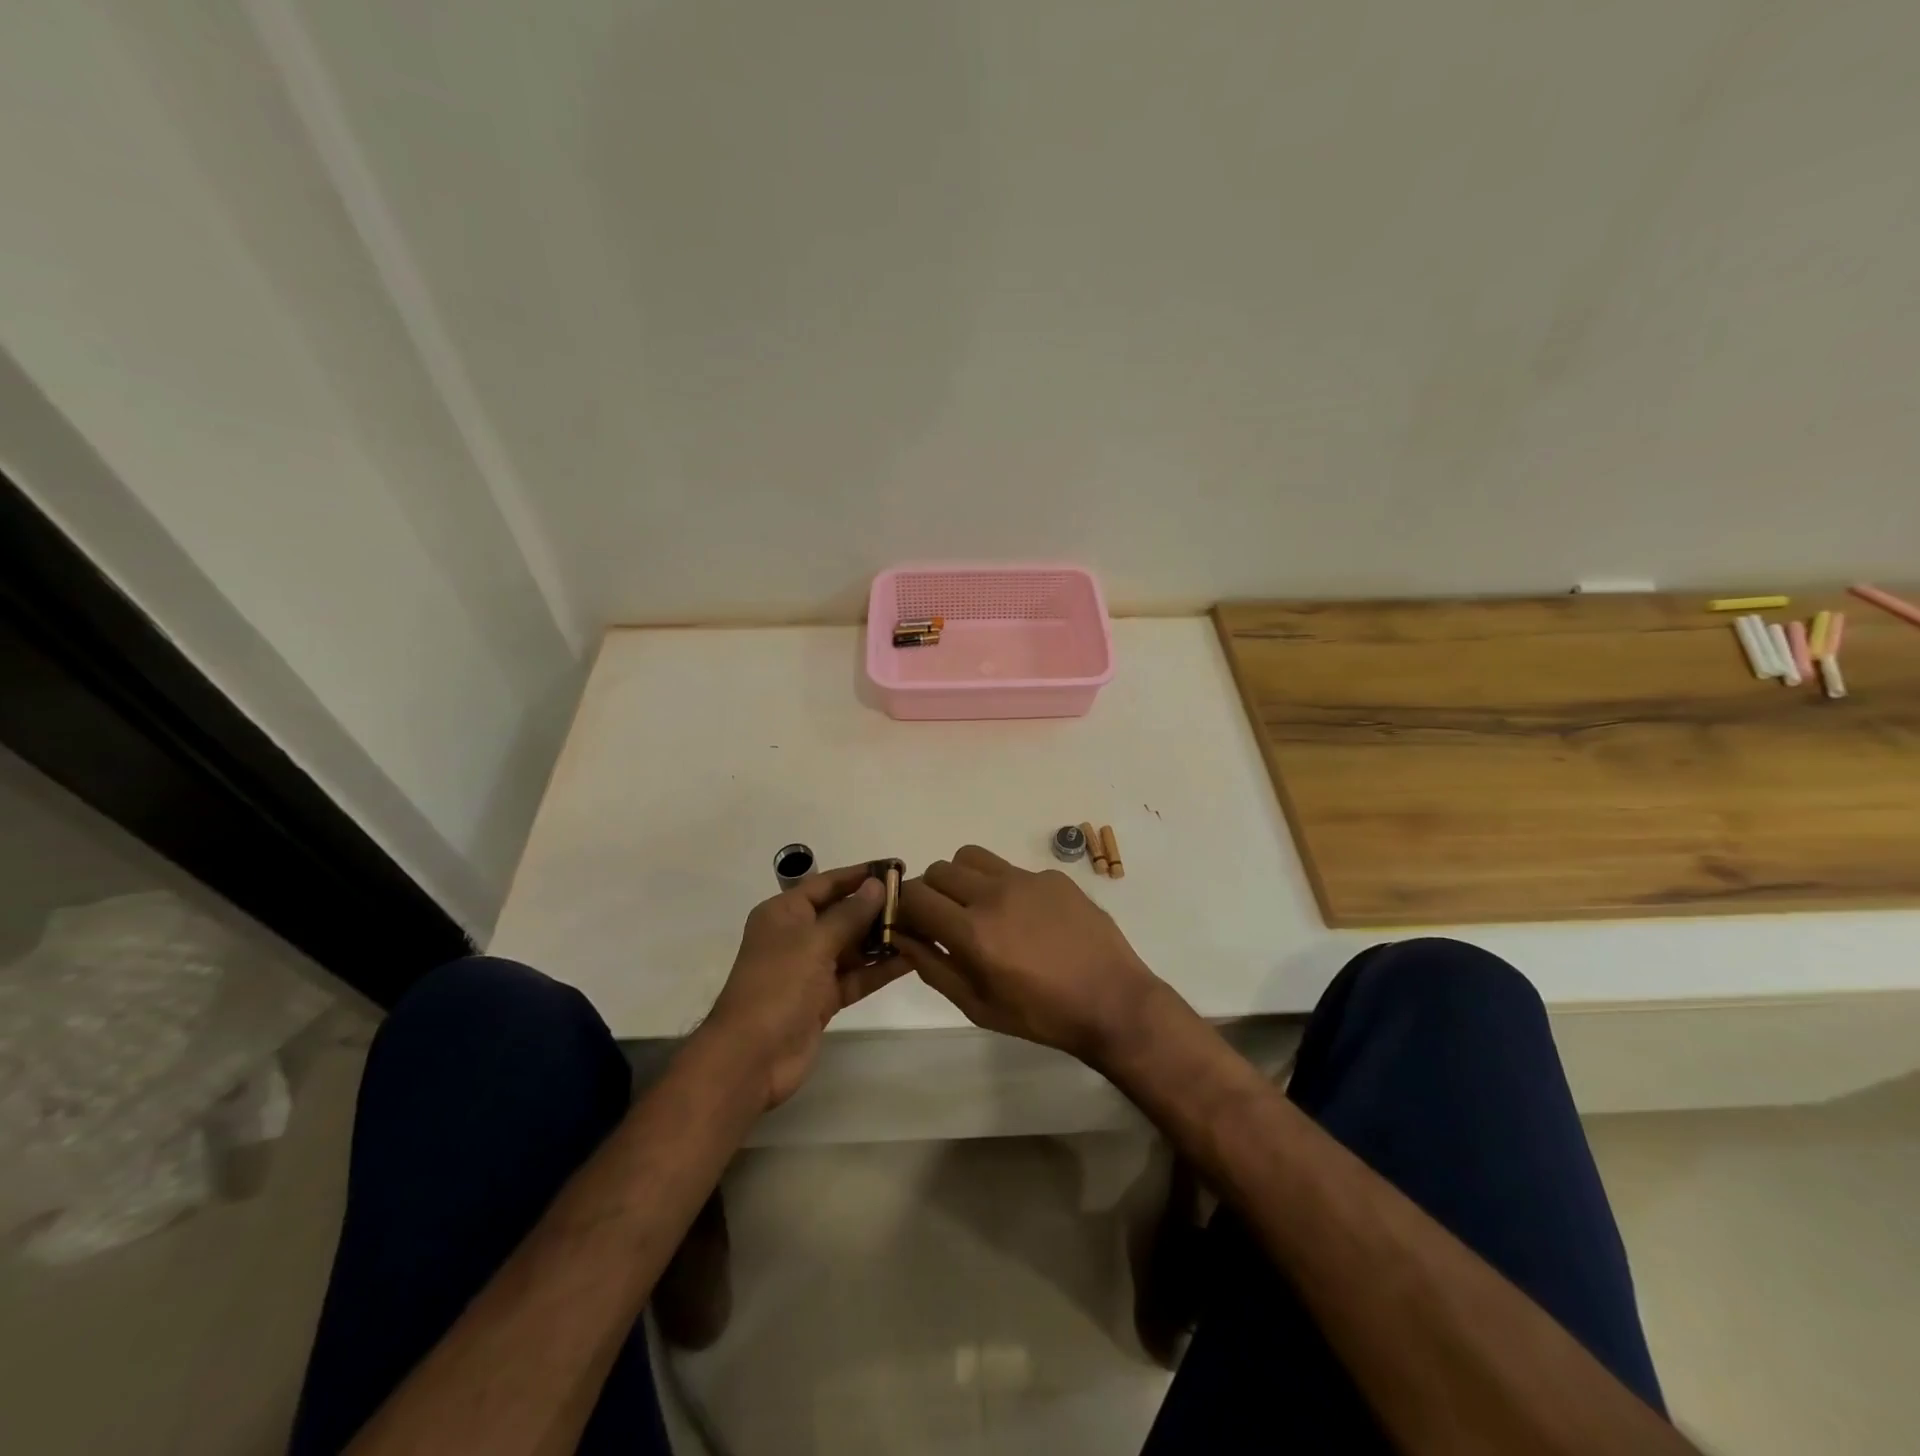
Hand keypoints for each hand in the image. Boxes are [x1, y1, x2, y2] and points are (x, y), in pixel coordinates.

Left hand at [705, 864, 907, 1109]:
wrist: (751, 1058)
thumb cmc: (778, 986)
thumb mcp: (814, 942)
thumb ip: (850, 914)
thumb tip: (877, 885)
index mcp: (784, 913)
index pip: (827, 883)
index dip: (861, 874)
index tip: (896, 867)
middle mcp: (797, 936)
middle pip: (843, 913)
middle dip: (877, 907)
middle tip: (918, 900)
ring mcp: (811, 969)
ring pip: (853, 946)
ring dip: (883, 938)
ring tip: (922, 926)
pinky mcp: (824, 998)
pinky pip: (857, 976)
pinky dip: (880, 968)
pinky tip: (912, 959)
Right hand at [895, 844, 1163, 1064]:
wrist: (1112, 1001)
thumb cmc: (1040, 1014)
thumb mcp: (976, 1005)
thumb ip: (932, 966)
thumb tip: (901, 935)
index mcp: (972, 931)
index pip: (914, 895)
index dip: (902, 906)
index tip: (910, 923)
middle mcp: (995, 894)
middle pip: (938, 870)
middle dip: (931, 892)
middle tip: (944, 919)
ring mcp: (1027, 879)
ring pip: (971, 857)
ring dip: (962, 878)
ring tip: (979, 907)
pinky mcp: (1053, 875)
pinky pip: (1011, 868)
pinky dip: (1003, 886)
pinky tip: (1026, 917)